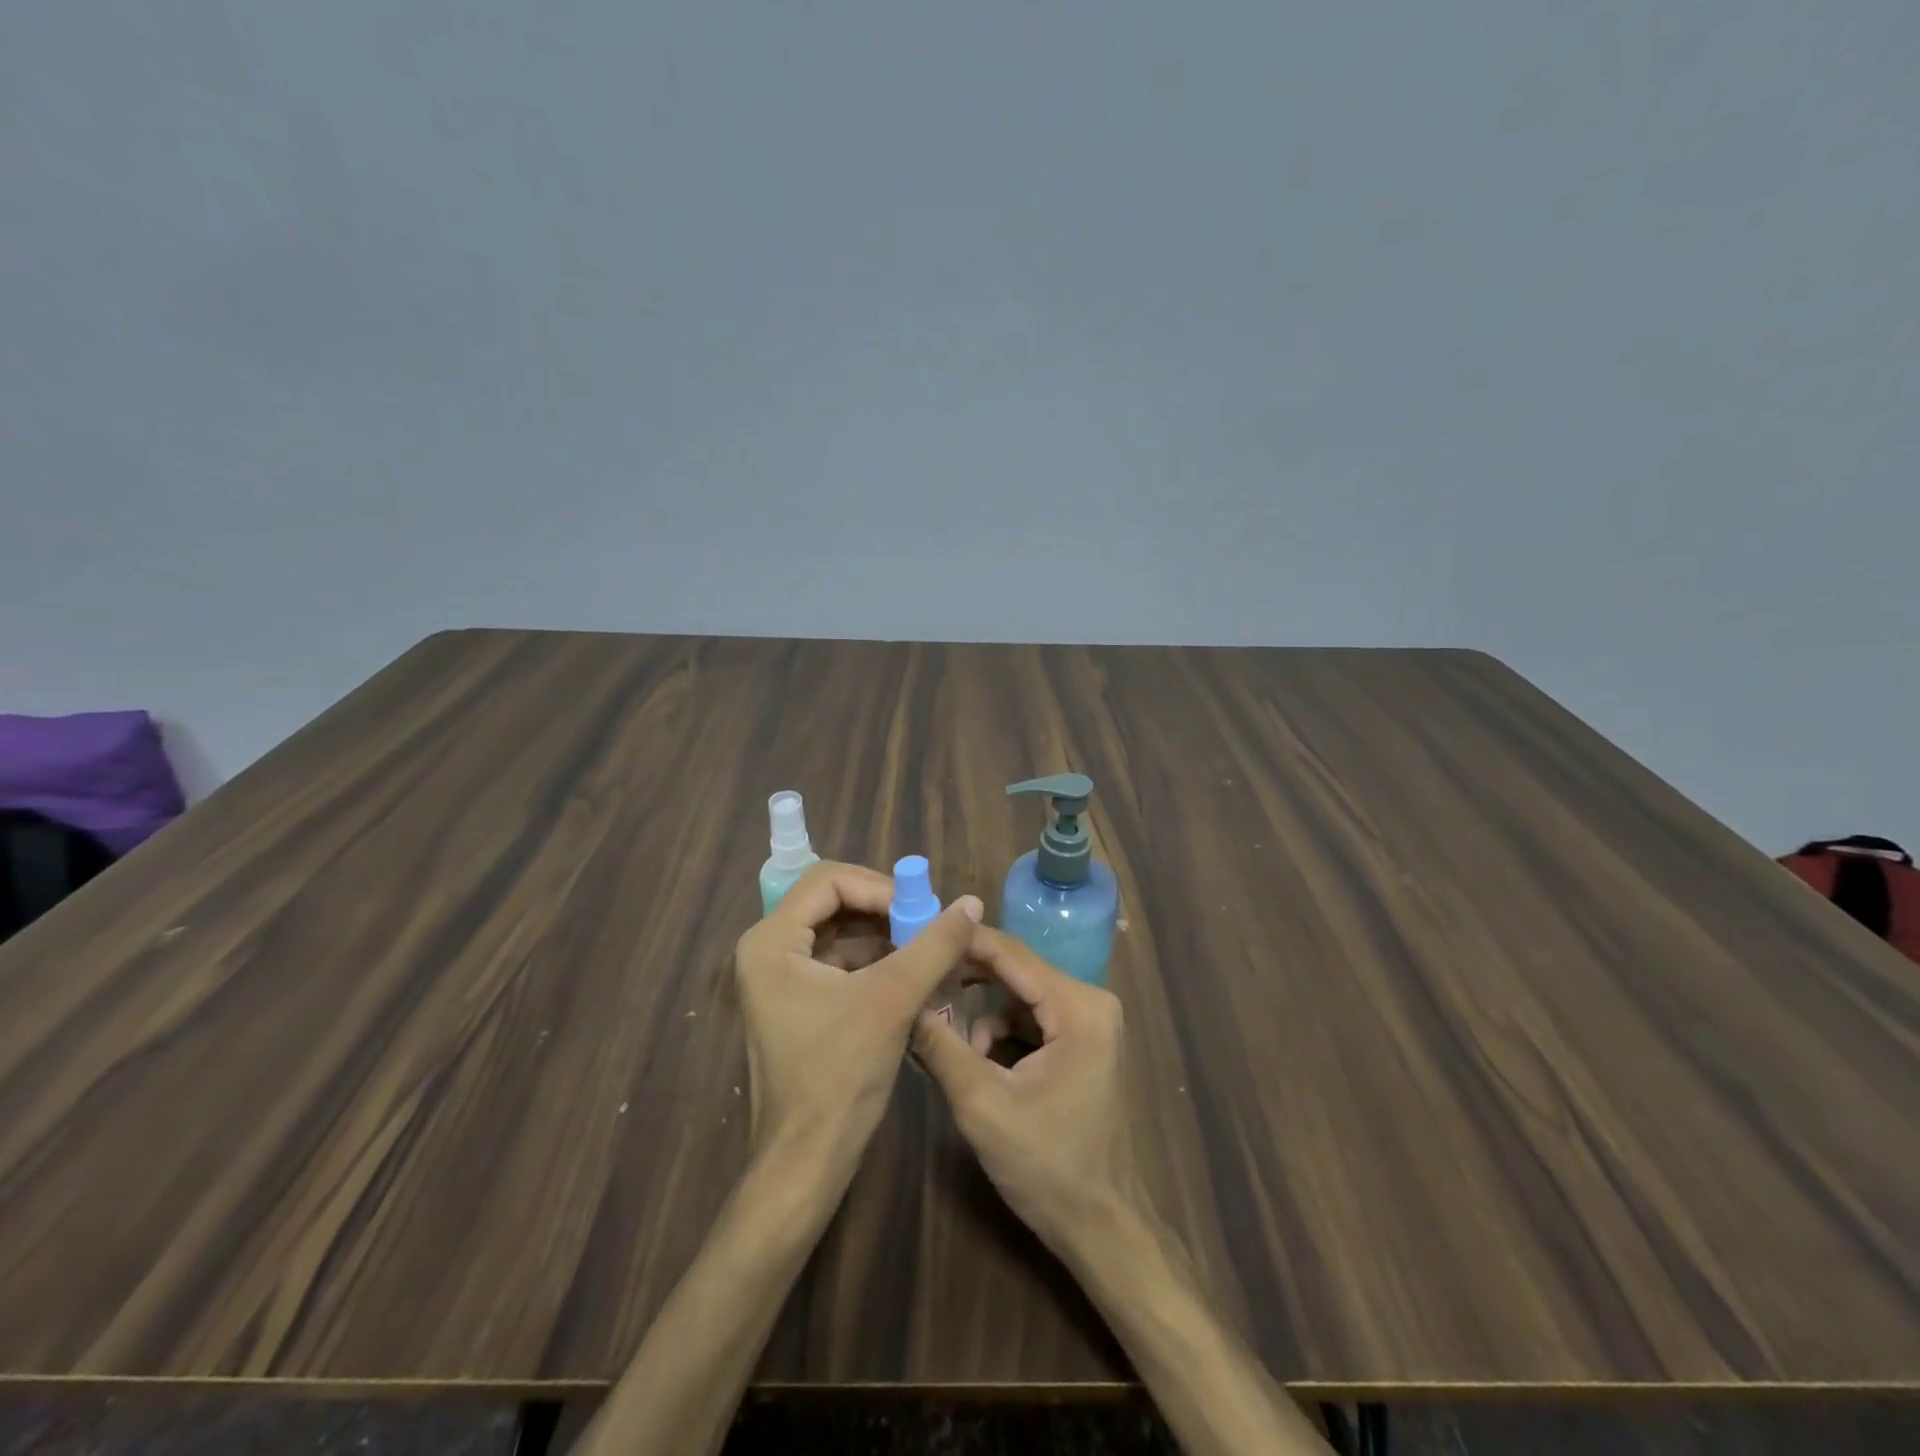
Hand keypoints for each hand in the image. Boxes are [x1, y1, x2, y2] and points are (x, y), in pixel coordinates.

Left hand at [734, 861, 982, 1176]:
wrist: (806, 1163)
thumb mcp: (892, 1001)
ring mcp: (780, 979)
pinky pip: (840, 963)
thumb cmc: (839, 1076)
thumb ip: (934, 946)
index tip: (920, 909)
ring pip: (840, 933)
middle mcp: (768, 951)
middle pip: (833, 903)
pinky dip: (877, 963)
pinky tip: (914, 975)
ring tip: (929, 949)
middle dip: (884, 910)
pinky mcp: (798, 1003)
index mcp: (772, 942)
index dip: (879, 887)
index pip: (828, 881)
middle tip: (928, 924)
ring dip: (885, 937)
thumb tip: (971, 903)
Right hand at [912, 925, 1141, 1252]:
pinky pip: (1033, 1019)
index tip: (918, 935)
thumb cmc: (1048, 1167)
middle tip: (922, 982)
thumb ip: (941, 1047)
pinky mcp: (1084, 1044)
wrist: (1103, 1228)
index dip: (963, 942)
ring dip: (983, 1015)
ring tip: (948, 1043)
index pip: (1012, 954)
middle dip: (968, 978)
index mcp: (1078, 1007)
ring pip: (1021, 996)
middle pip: (1017, 971)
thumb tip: (904, 1002)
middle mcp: (1091, 1002)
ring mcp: (1091, 1023)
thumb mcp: (982, 1105)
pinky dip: (1002, 1033)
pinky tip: (977, 1062)